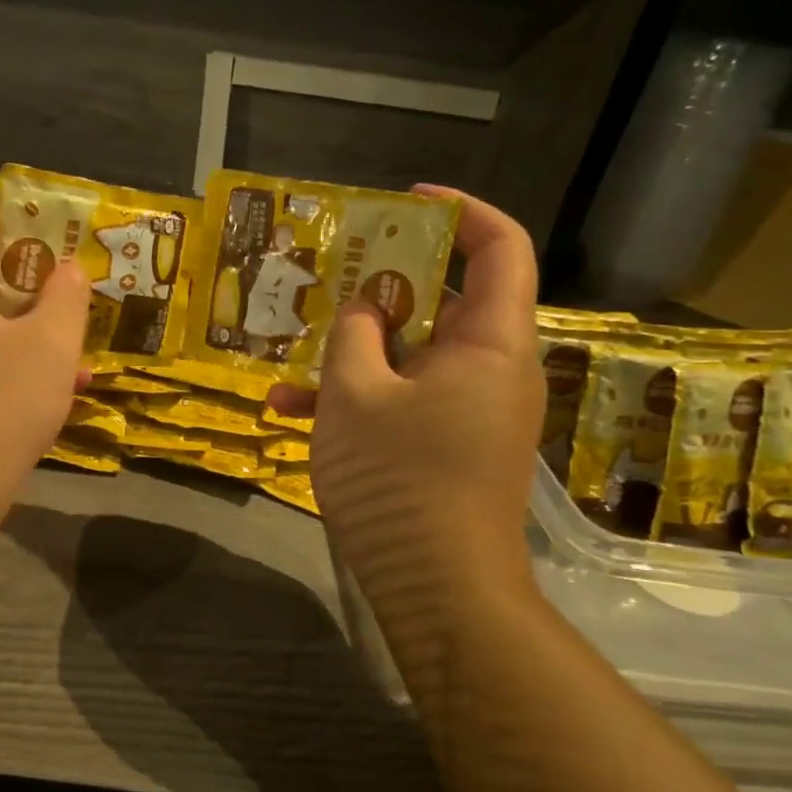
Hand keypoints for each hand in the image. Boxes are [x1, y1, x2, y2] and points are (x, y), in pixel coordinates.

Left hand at [0, 187, 88, 523]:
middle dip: (25, 260)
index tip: (49, 222)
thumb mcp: (49, 346)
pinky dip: (7, 346)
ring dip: (24, 310)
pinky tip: (57, 377)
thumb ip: (66, 296)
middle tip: (70, 273)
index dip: (3, 201)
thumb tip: (69, 271)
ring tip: (72, 328)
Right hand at [271, 186, 542, 610]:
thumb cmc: (399, 479)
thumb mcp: (355, 394)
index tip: (406, 201)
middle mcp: (493, 369)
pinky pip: (407, 401)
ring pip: (414, 355)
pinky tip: (290, 413)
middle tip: (334, 274)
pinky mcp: (450, 445)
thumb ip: (354, 335)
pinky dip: (360, 398)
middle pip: (448, 299)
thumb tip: (364, 310)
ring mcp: (472, 411)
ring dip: (356, 350)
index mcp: (491, 342)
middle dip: (385, 283)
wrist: (439, 590)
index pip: (501, 248)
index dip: (461, 212)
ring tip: (294, 353)